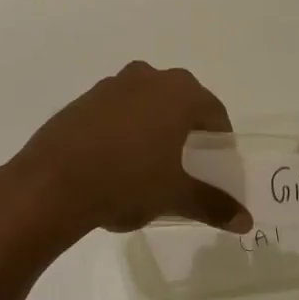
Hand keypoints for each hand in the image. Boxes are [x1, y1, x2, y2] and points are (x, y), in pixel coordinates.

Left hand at [6, 62, 252, 236]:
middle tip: (187, 161)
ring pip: (145, 102)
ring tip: (151, 162)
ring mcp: (110, 86)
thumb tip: (245, 221)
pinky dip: (123, 128)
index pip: (213, 110)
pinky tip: (115, 160)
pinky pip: (115, 110)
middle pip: (179, 100)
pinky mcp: (82, 101)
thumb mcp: (175, 196)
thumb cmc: (127, 181)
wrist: (52, 183)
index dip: (220, 137)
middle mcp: (146, 79)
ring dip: (153, 124)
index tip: (217, 162)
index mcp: (177, 94)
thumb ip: (212, 204)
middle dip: (186, 127)